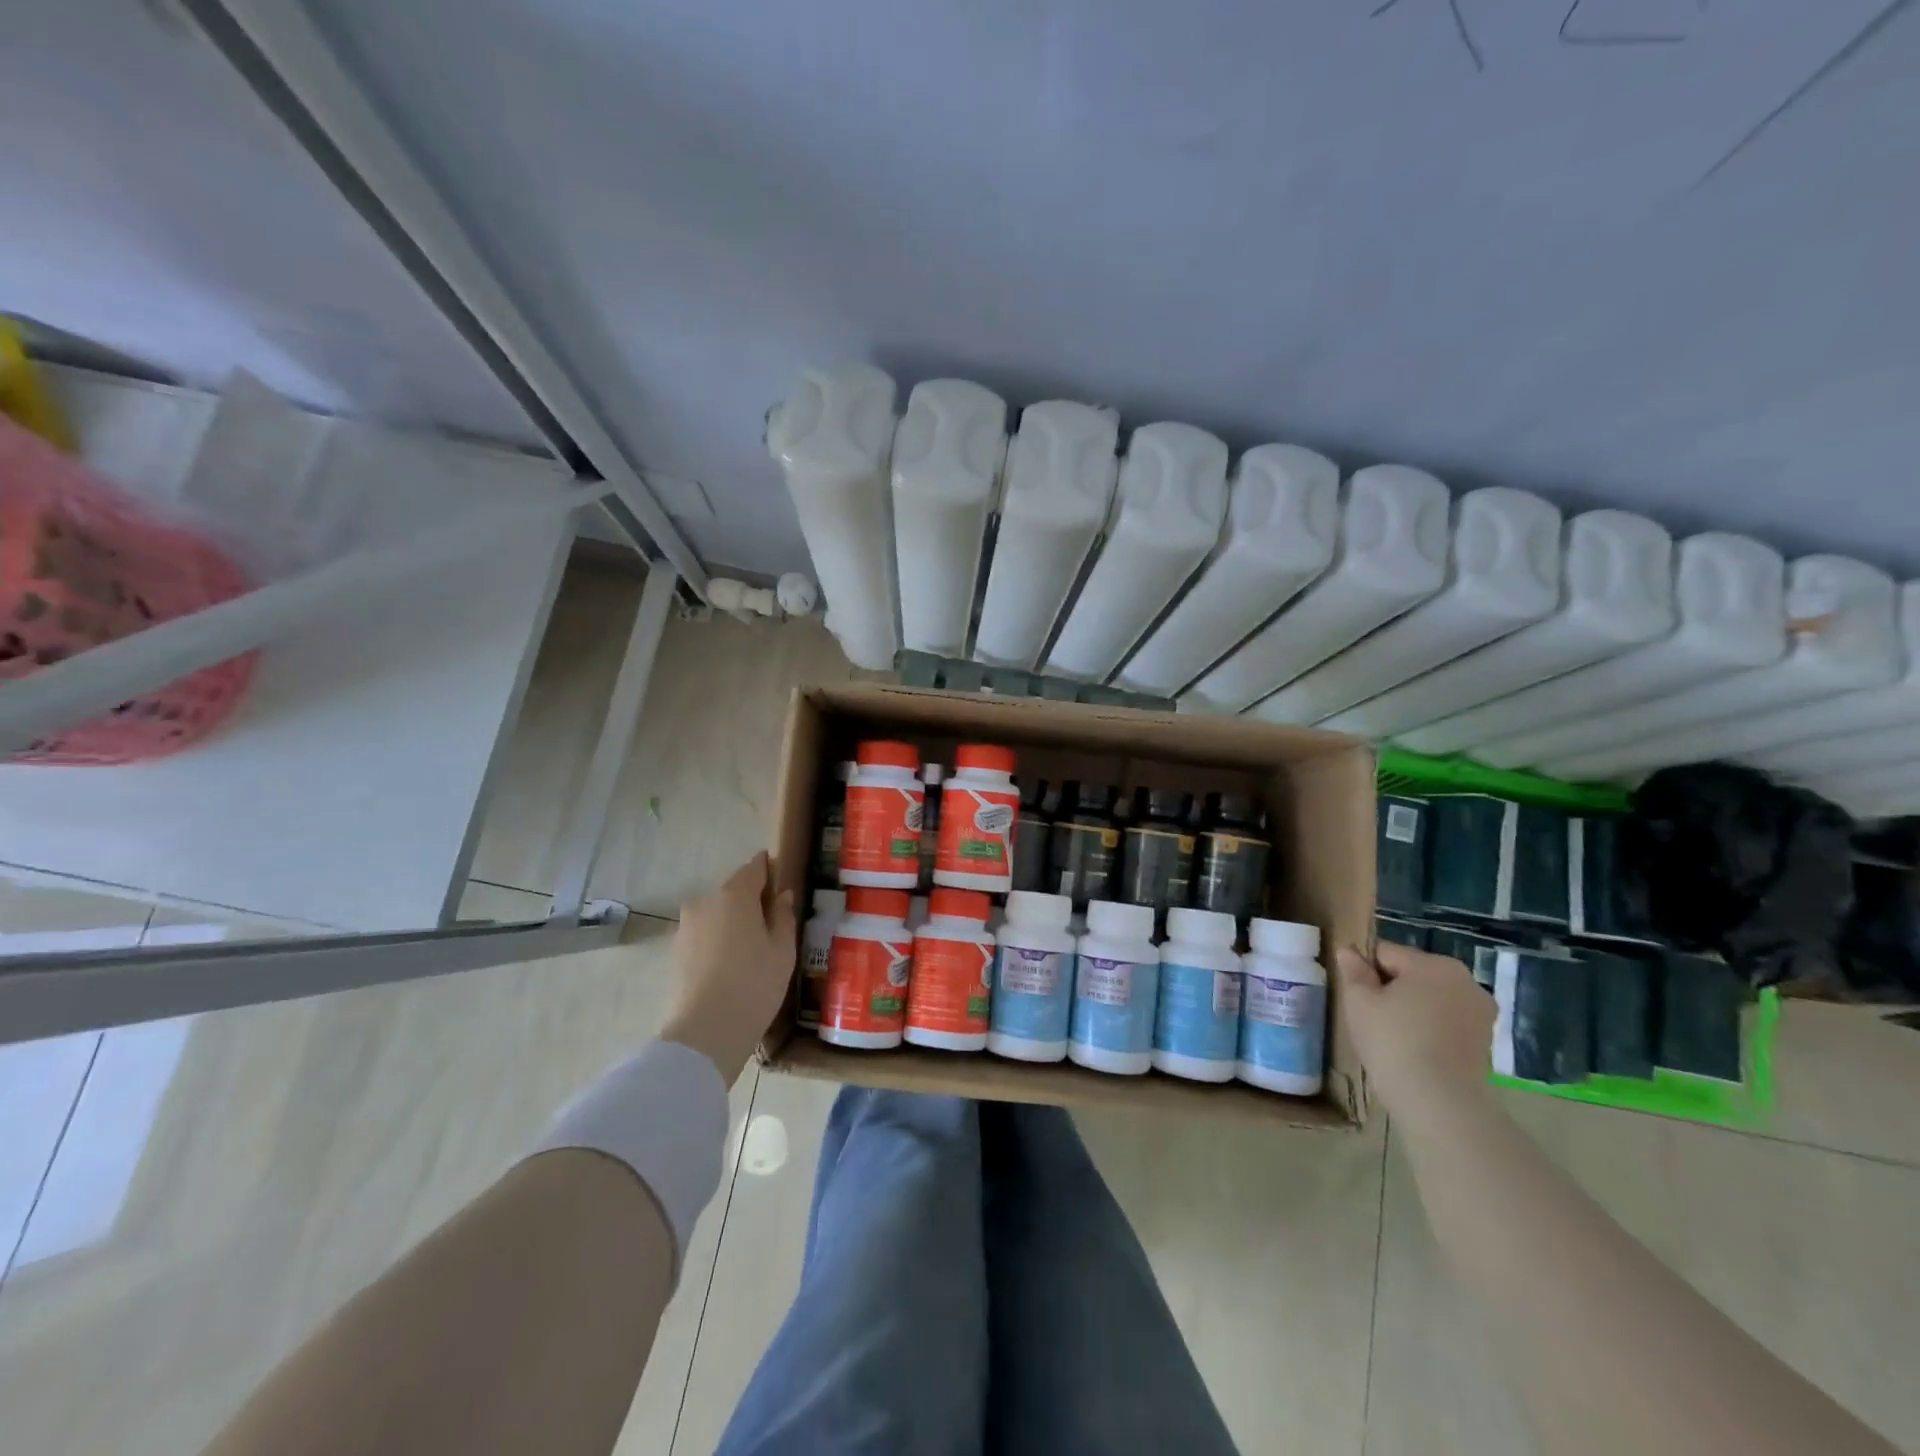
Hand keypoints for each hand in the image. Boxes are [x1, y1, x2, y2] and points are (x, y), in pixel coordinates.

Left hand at [660, 853, 796, 1084]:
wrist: (704, 1034)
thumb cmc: (754, 985)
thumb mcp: (783, 950)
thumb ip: (783, 916)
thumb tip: (781, 896)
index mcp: (734, 894)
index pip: (755, 867)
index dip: (771, 871)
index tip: (784, 887)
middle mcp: (705, 901)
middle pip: (734, 891)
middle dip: (753, 902)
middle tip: (773, 928)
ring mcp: (686, 926)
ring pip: (718, 914)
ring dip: (734, 924)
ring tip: (753, 953)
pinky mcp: (676, 951)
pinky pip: (705, 935)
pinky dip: (719, 942)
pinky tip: (732, 968)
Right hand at [1336, 942, 1493, 1121]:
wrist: (1441, 1103)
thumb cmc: (1393, 1042)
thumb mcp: (1359, 1001)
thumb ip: (1353, 970)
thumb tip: (1349, 951)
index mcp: (1433, 964)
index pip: (1385, 953)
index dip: (1365, 973)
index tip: (1357, 999)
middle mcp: (1465, 980)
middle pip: (1412, 974)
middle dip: (1392, 990)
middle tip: (1373, 1019)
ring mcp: (1481, 1012)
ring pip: (1432, 998)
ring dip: (1413, 1009)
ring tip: (1395, 1038)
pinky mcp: (1486, 1040)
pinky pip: (1448, 1022)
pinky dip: (1431, 1029)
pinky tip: (1417, 1051)